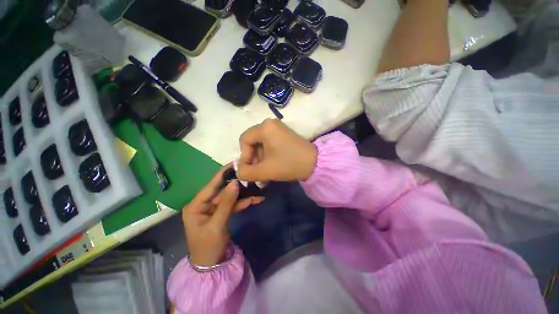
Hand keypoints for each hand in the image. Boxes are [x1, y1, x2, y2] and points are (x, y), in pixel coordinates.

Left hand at [182, 165, 262, 266]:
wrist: (211, 266)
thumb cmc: (208, 247)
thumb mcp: (217, 225)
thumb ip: (227, 203)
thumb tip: (235, 183)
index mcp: (196, 206)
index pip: (211, 186)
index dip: (222, 174)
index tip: (234, 163)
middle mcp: (204, 204)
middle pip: (222, 190)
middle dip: (237, 185)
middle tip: (249, 175)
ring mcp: (214, 208)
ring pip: (230, 197)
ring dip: (243, 195)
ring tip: (257, 189)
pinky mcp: (222, 213)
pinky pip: (233, 205)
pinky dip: (244, 203)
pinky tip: (256, 200)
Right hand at [237, 119, 317, 181]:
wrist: (315, 163)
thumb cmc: (289, 164)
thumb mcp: (265, 171)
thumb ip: (246, 173)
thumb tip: (239, 172)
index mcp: (265, 127)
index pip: (244, 140)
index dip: (244, 156)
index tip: (249, 169)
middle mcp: (270, 124)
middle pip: (253, 142)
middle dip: (253, 160)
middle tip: (256, 174)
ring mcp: (279, 129)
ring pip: (262, 145)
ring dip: (261, 161)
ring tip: (264, 176)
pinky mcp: (284, 135)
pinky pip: (270, 144)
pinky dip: (268, 157)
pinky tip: (270, 169)